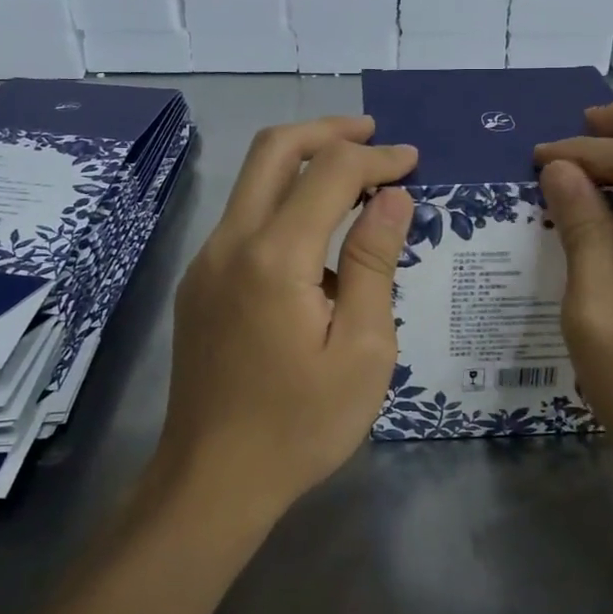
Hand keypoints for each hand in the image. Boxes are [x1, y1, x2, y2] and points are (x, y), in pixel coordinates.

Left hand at [156, 116, 416, 523]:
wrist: (212, 481)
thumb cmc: (300, 424)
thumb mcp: (362, 348)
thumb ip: (373, 262)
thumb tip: (393, 197)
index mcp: (273, 257)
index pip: (329, 172)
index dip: (377, 158)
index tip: (413, 163)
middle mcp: (229, 242)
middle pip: (274, 150)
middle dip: (327, 131)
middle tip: (373, 135)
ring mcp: (206, 261)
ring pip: (254, 181)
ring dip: (304, 164)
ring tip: (356, 182)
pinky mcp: (200, 282)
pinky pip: (245, 219)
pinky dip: (285, 202)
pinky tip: (320, 239)